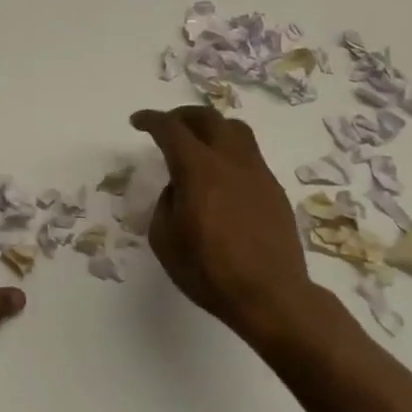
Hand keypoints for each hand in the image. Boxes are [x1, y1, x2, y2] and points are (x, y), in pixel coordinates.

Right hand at [130, 106, 319, 343]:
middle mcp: (229, 160)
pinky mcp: (273, 188)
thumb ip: (166, 203)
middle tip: (168, 126)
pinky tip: (222, 176)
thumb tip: (179, 188)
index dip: (151, 120)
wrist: (271, 295)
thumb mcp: (165, 240)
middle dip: (182, 116)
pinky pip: (249, 154)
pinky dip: (229, 152)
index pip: (170, 129)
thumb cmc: (210, 271)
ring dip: (211, 127)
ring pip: (235, 129)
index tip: (138, 121)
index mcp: (198, 169)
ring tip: (199, 142)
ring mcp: (257, 172)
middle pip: (207, 118)